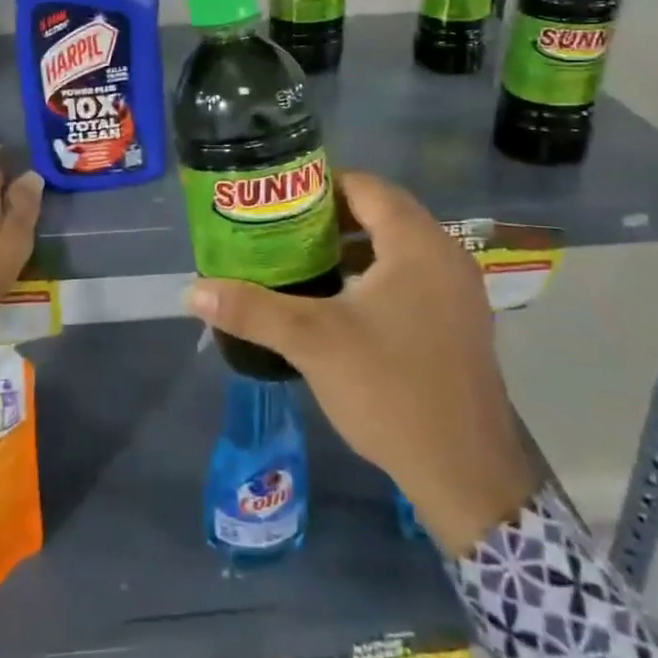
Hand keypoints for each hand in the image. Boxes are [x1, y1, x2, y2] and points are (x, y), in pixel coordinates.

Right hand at [186, 170, 536, 556]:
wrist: (464, 473)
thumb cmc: (389, 389)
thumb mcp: (312, 342)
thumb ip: (252, 310)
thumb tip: (193, 291)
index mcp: (416, 243)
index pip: (365, 185)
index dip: (320, 184)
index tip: (279, 199)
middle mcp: (445, 255)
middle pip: (383, 212)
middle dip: (331, 217)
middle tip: (283, 229)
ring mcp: (460, 290)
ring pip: (398, 247)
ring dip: (354, 247)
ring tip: (304, 261)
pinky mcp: (461, 321)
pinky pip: (414, 276)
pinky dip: (377, 274)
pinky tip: (342, 303)